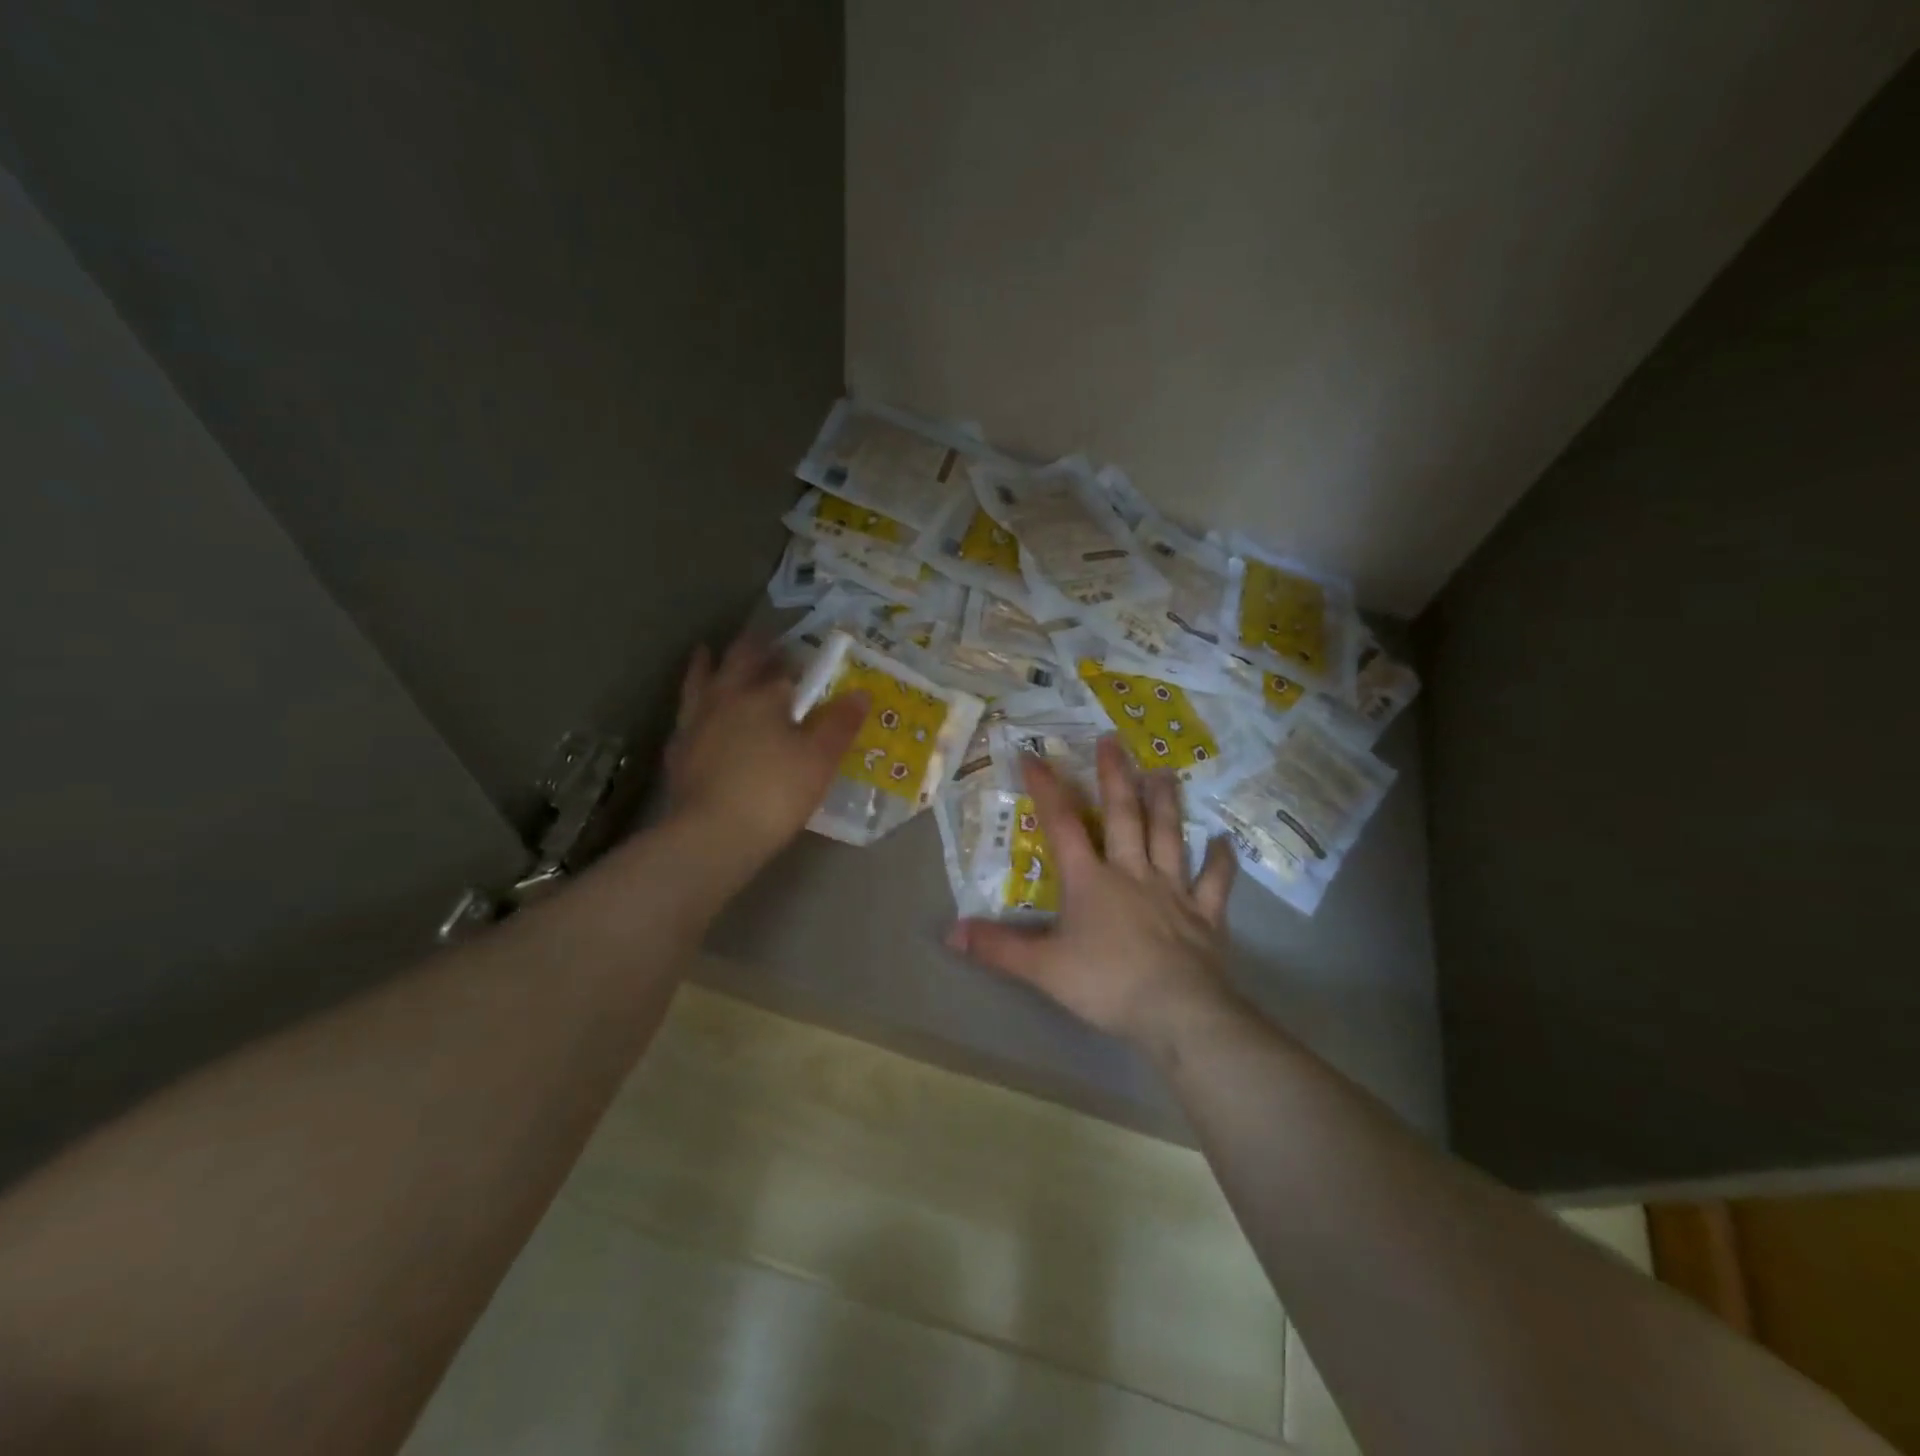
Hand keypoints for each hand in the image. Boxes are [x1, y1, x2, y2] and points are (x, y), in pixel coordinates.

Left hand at [664, 632, 865, 869]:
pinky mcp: (678, 753)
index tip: (799, 650)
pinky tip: (693, 715)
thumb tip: (861, 693)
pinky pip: (685, 718)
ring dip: (705, 665)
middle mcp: (724, 700)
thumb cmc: (775, 792)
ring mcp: (695, 725)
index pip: (779, 665)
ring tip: (706, 652)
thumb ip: (840, 723)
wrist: (713, 835)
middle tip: (759, 638)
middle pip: (735, 663)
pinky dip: (692, 708)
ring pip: (698, 683)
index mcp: (762, 696)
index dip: (791, 656)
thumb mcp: (820, 759)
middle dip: (749, 648)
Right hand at [946, 736, 1239, 1056]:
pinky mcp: (1205, 914)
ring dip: (1166, 802)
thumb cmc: (1106, 985)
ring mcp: (1173, 890)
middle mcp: (1132, 873)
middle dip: (1115, 776)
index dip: (1047, 789)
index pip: (1063, 825)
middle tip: (1113, 740)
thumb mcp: (1042, 969)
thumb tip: (950, 933)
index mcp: (1091, 880)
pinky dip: (1220, 860)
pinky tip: (1223, 841)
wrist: (1177, 1013)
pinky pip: (1215, 881)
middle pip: (1124, 815)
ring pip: (1169, 835)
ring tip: (1164, 771)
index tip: (1034, 756)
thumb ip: (998, 949)